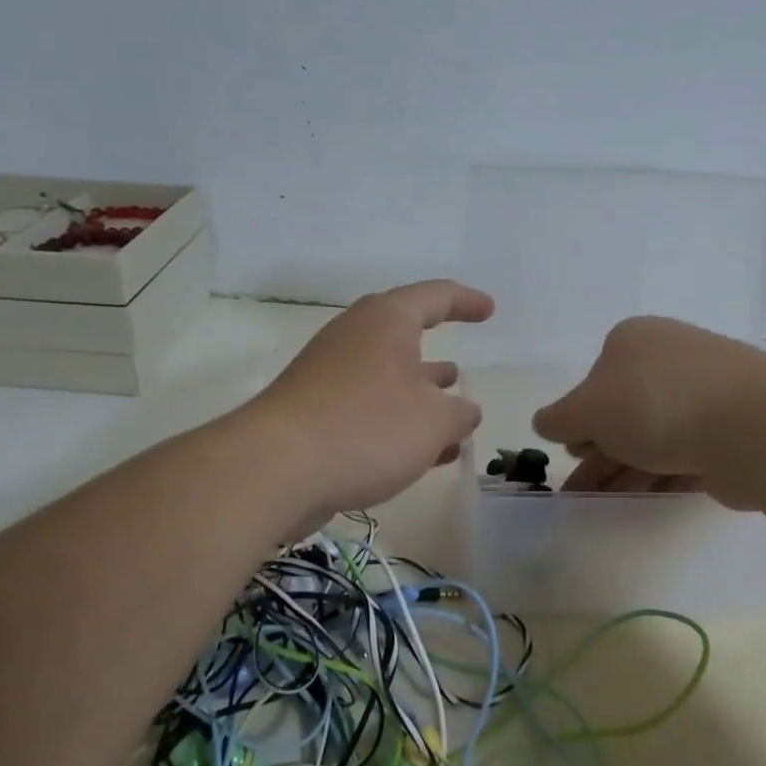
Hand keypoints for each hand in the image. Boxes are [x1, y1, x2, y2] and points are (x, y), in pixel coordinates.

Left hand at [251, 279, 493, 524]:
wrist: (275, 469)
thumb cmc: (366, 427)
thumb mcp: (433, 421)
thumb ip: (459, 413)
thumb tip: (463, 411)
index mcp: (386, 320)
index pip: (435, 296)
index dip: (466, 302)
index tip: (489, 311)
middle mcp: (355, 337)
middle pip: (404, 337)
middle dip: (437, 358)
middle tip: (463, 369)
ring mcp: (329, 375)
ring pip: (387, 379)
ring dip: (422, 398)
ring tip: (453, 415)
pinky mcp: (313, 412)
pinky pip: (367, 408)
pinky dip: (398, 424)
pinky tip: (422, 455)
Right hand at [532, 315, 765, 506]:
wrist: (752, 425)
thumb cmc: (654, 403)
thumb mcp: (587, 410)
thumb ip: (559, 418)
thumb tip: (545, 423)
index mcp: (633, 340)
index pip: (595, 380)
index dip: (579, 418)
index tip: (572, 452)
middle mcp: (670, 358)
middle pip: (623, 410)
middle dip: (599, 453)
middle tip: (580, 491)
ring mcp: (707, 391)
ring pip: (654, 434)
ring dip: (625, 469)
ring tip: (602, 505)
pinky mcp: (733, 428)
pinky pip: (686, 451)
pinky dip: (661, 473)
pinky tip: (644, 499)